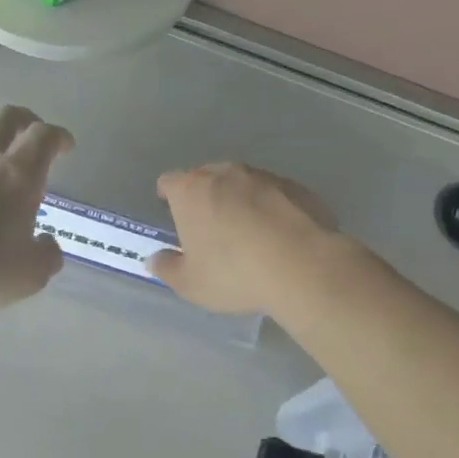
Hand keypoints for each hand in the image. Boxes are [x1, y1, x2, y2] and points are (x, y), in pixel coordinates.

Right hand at [149, 164, 337, 313]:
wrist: (302, 266)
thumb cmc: (233, 273)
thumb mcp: (190, 283)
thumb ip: (167, 268)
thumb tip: (155, 259)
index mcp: (191, 191)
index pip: (169, 181)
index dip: (167, 194)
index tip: (170, 209)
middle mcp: (225, 174)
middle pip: (206, 177)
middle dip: (204, 195)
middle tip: (208, 224)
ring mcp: (264, 177)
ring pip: (243, 183)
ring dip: (240, 199)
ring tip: (248, 230)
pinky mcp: (297, 188)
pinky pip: (275, 194)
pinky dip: (272, 207)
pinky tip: (279, 235)